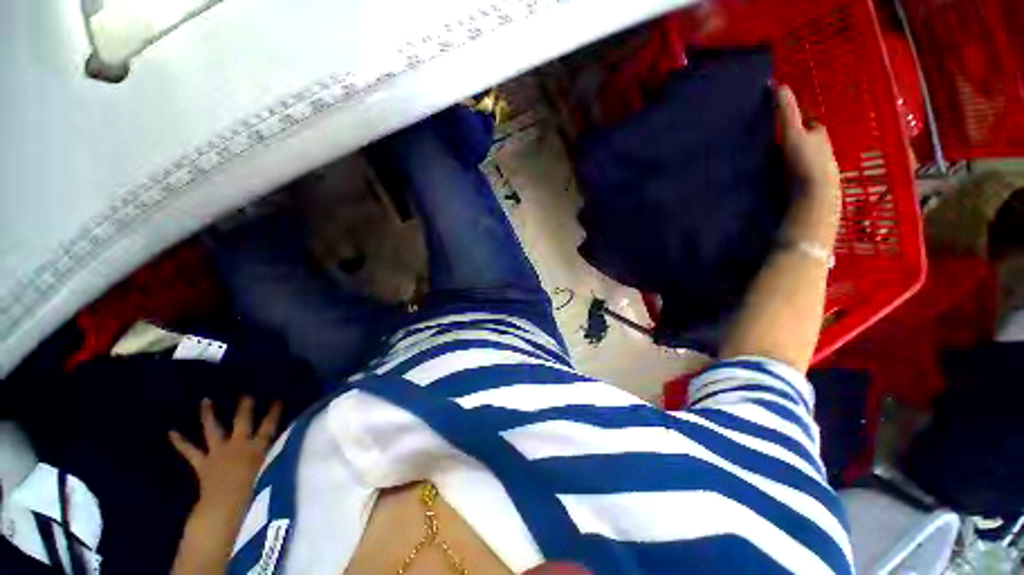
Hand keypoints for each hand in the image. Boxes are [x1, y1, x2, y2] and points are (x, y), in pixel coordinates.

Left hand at [169, 397, 282, 508]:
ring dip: (209, 415)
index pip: (269, 426)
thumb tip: (285, 447)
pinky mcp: (203, 463)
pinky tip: (171, 432)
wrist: (223, 505)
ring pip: (213, 429)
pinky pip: (190, 451)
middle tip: (246, 394)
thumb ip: (273, 458)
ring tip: (205, 401)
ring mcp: (218, 453)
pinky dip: (180, 442)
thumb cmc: (252, 492)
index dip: (274, 413)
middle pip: (242, 421)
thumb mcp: (268, 473)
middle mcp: (238, 445)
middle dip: (245, 407)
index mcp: (257, 448)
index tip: (278, 400)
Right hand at [777, 85, 841, 247]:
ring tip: (774, 164)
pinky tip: (779, 181)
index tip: (785, 125)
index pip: (811, 125)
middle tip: (777, 145)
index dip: (800, 122)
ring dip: (792, 160)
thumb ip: (786, 111)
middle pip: (808, 142)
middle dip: (797, 141)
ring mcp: (818, 171)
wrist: (814, 196)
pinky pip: (800, 176)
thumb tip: (778, 85)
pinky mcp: (810, 188)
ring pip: (805, 160)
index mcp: (820, 136)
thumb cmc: (805, 162)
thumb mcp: (793, 133)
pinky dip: (791, 176)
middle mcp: (823, 151)